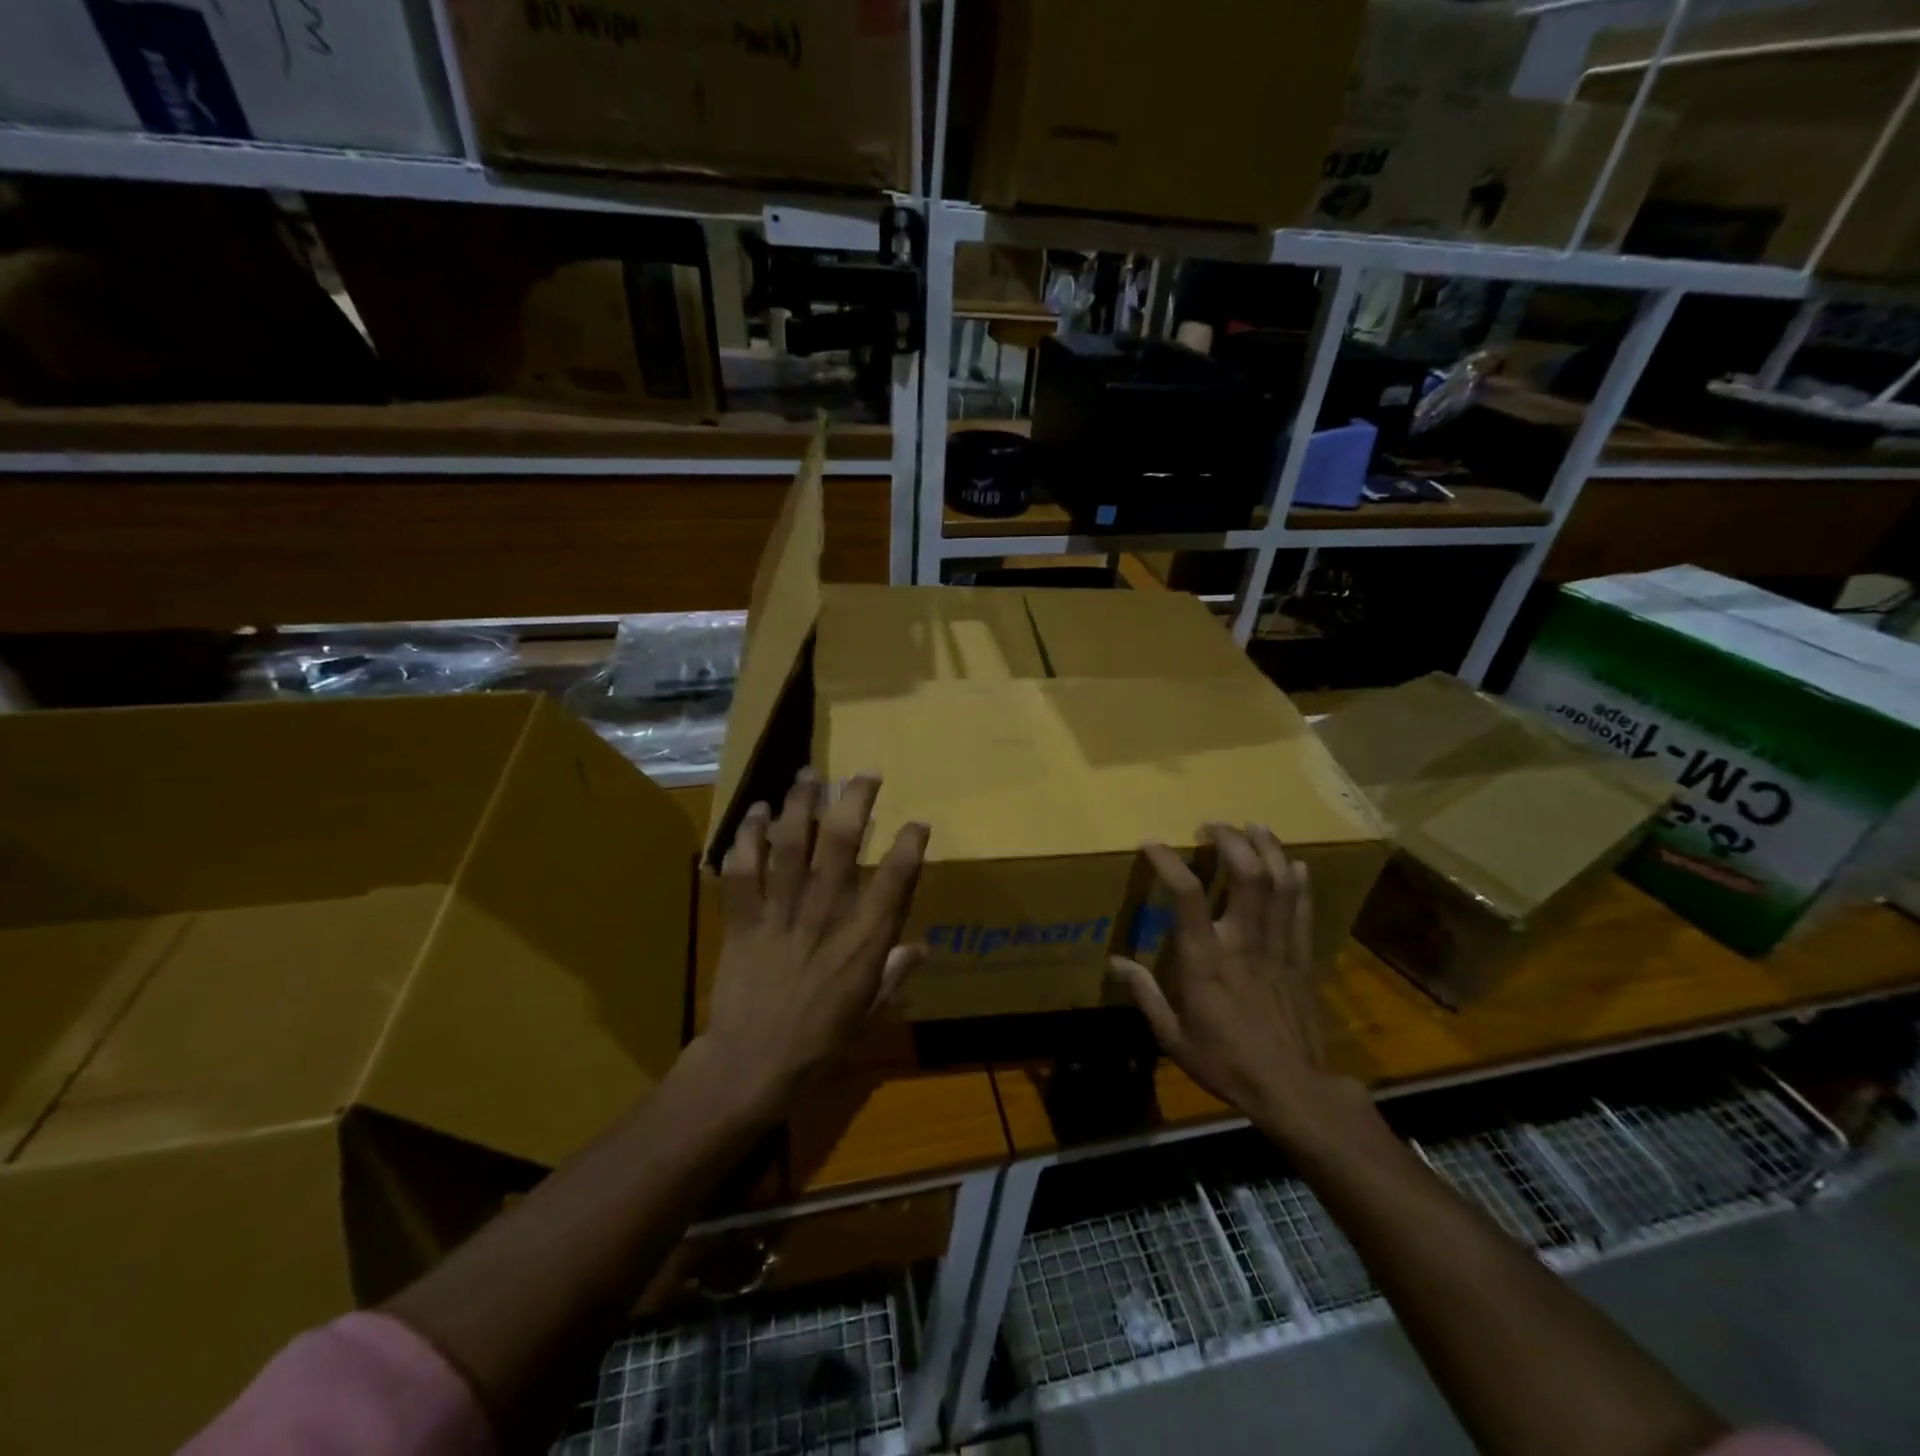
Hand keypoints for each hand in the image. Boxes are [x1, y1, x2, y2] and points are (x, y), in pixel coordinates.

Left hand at [701, 770, 928, 1108]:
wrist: (752, 1064)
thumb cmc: (819, 1042)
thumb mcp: (869, 1012)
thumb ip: (895, 974)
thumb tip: (922, 947)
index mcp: (863, 940)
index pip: (895, 880)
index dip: (910, 845)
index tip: (917, 822)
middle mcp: (825, 913)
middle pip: (843, 844)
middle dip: (856, 802)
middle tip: (864, 774)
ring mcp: (781, 912)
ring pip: (792, 844)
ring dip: (802, 804)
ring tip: (809, 775)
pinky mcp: (743, 918)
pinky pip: (743, 869)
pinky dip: (748, 837)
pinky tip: (757, 812)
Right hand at [1111, 825, 1362, 1137]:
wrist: (1292, 1090)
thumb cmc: (1225, 1062)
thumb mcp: (1173, 1036)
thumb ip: (1145, 994)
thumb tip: (1115, 963)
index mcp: (1206, 960)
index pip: (1188, 896)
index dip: (1169, 861)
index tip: (1152, 842)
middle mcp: (1243, 942)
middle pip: (1246, 875)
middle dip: (1230, 841)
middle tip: (1213, 825)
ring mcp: (1278, 947)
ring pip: (1279, 884)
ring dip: (1267, 849)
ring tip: (1254, 827)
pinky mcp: (1302, 958)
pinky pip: (1303, 910)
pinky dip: (1299, 883)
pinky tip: (1294, 864)